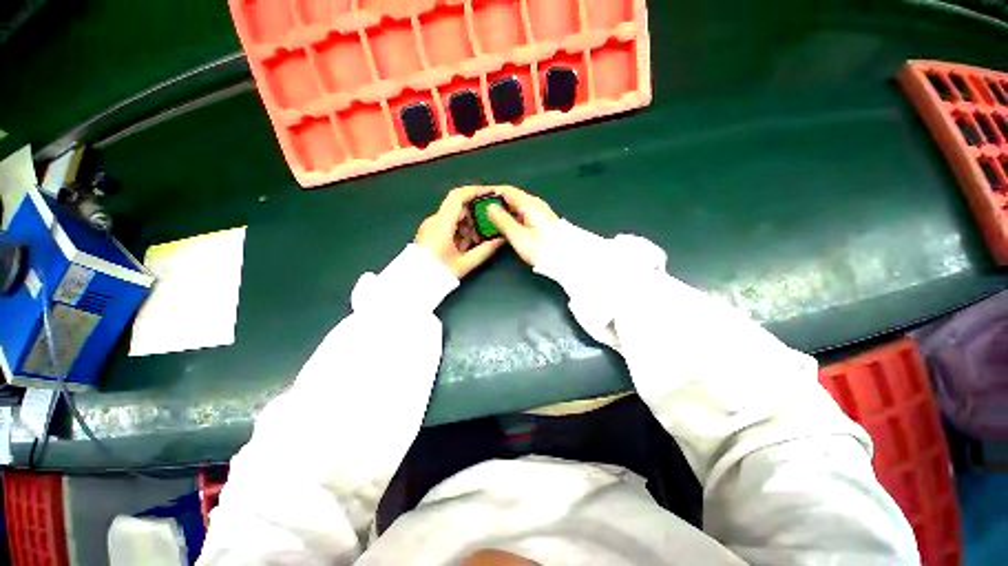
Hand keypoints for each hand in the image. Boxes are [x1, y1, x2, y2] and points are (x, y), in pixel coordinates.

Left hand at [415, 186, 505, 278]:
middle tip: (490, 223)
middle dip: (476, 213)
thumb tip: (501, 239)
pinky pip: (449, 225)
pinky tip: (468, 244)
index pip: (458, 196)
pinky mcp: (430, 232)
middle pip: (458, 207)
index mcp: (442, 224)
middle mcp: (435, 220)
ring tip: (480, 239)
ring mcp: (431, 226)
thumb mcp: (465, 263)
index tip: (491, 193)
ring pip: (454, 217)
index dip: (476, 191)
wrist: (413, 283)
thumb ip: (485, 250)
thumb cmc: (438, 273)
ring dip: (469, 224)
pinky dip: (461, 230)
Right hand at [485, 186, 558, 265]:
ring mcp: (541, 212)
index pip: (507, 190)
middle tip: (484, 211)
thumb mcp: (518, 236)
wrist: (566, 258)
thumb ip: (503, 220)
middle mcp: (536, 204)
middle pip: (513, 197)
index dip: (493, 192)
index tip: (480, 198)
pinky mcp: (543, 221)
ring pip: (519, 206)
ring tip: (493, 219)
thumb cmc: (542, 248)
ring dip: (506, 210)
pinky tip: (509, 226)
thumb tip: (490, 208)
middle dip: (498, 202)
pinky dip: (514, 216)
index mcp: (529, 203)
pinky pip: (524, 213)